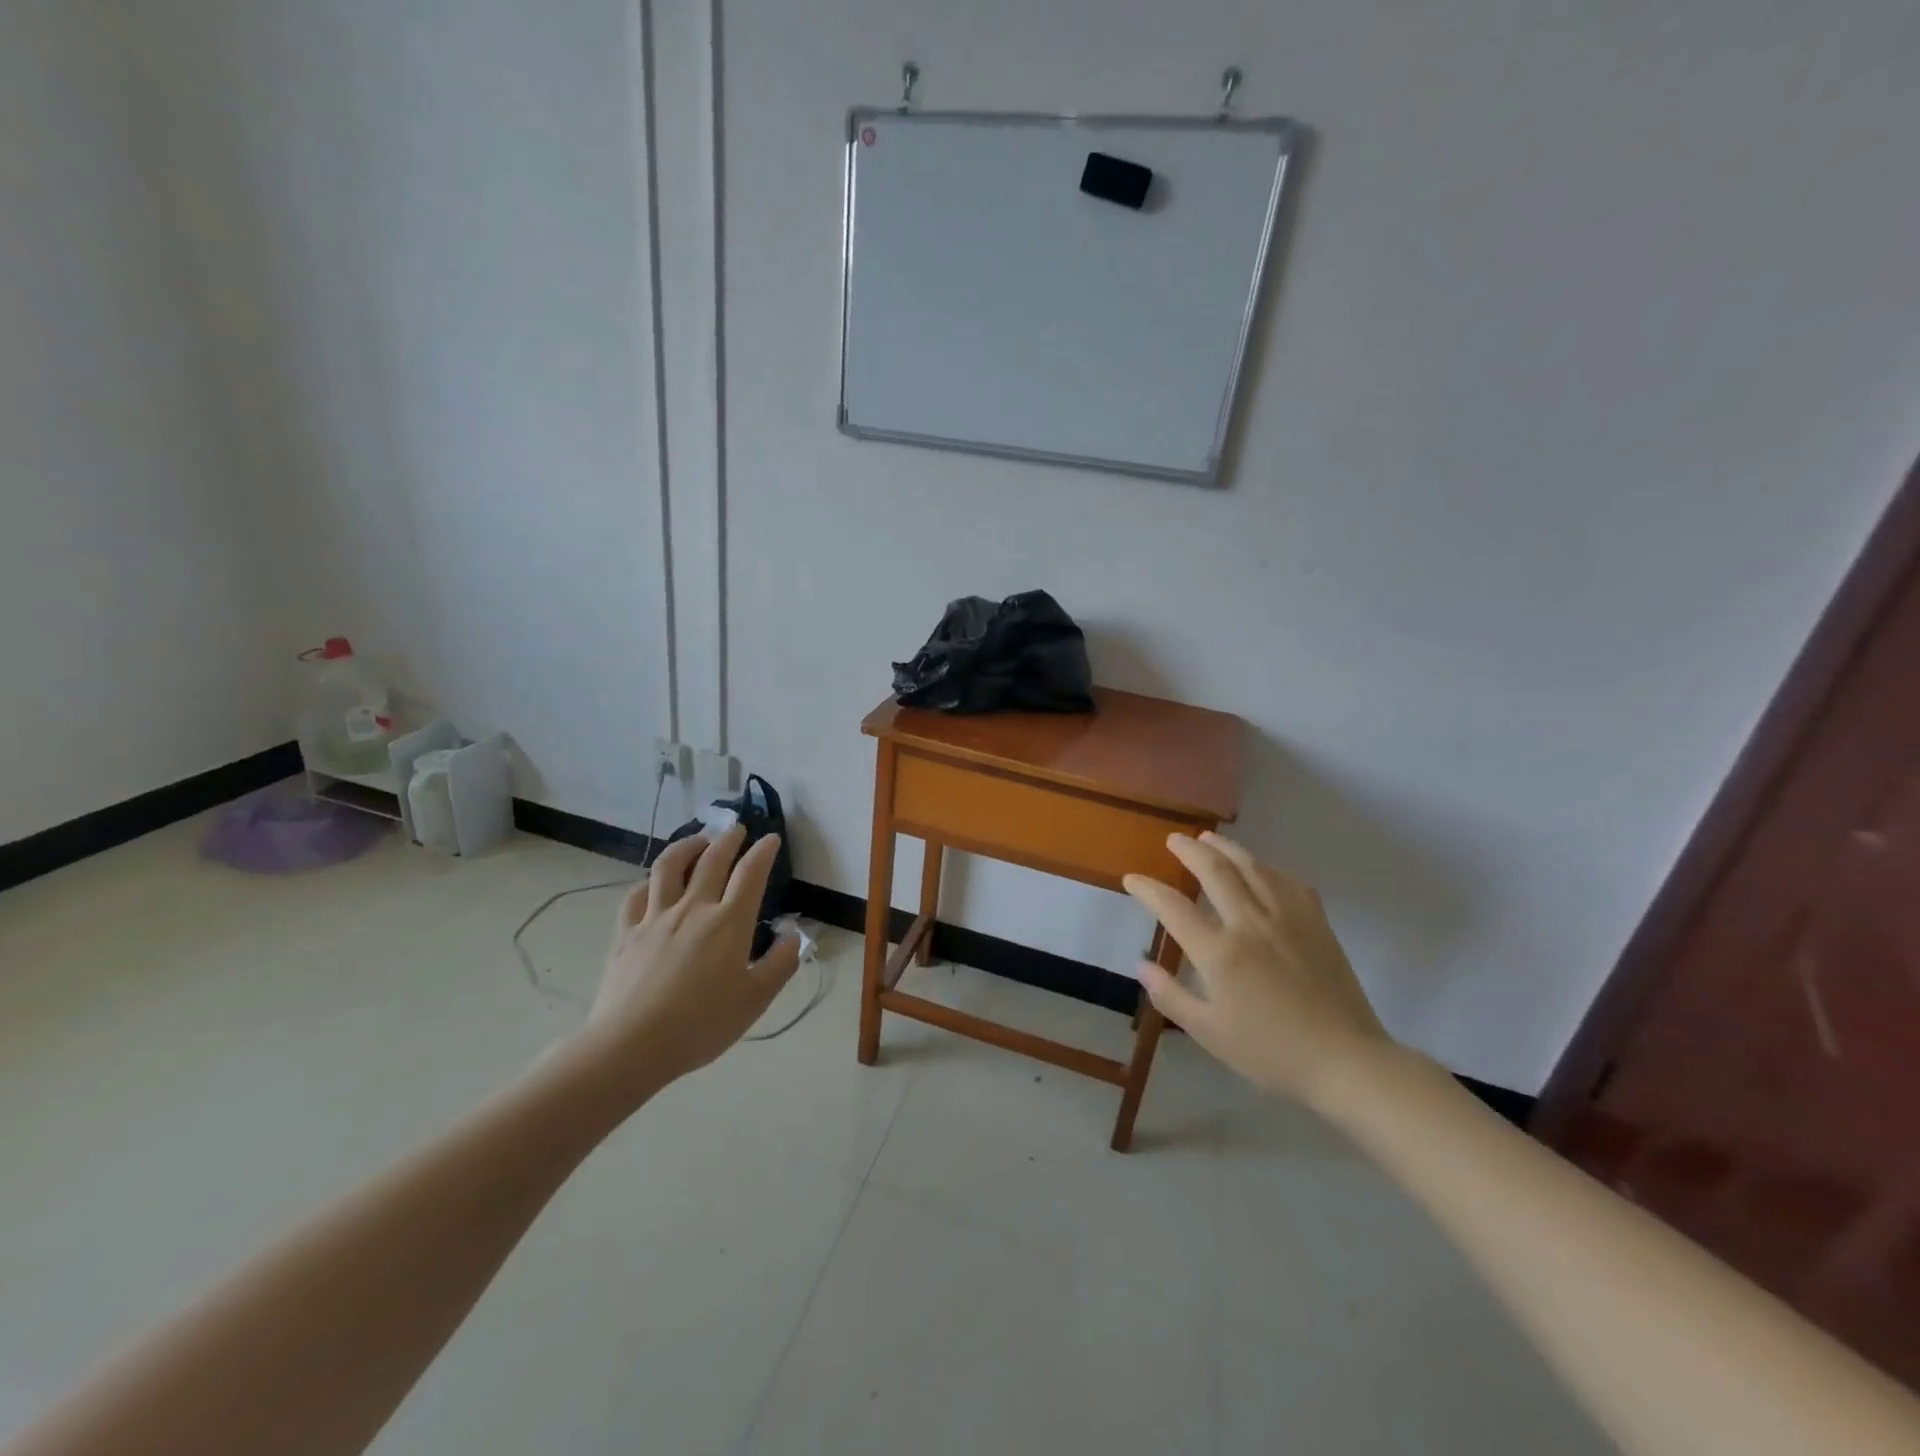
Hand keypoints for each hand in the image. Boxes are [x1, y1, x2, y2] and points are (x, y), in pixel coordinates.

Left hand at [576, 826, 801, 1105]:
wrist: (630, 1046)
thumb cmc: (700, 1025)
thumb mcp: (754, 1001)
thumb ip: (779, 965)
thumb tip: (793, 936)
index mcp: (729, 923)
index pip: (751, 873)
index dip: (764, 851)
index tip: (771, 839)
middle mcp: (693, 909)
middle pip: (712, 860)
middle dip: (728, 839)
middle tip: (737, 829)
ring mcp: (655, 917)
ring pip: (670, 866)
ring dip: (687, 845)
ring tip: (698, 841)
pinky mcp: (626, 932)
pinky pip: (637, 895)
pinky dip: (650, 881)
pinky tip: (654, 883)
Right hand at [1123, 832, 1394, 1106]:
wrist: (1345, 1060)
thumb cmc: (1271, 1052)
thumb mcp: (1209, 1033)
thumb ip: (1171, 996)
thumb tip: (1141, 965)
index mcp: (1220, 953)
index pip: (1173, 908)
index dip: (1148, 890)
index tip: (1132, 879)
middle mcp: (1251, 924)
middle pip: (1215, 872)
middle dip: (1189, 851)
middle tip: (1174, 839)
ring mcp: (1287, 918)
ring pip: (1252, 867)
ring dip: (1226, 848)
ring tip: (1209, 838)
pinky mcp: (1316, 922)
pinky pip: (1288, 881)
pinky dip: (1267, 867)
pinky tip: (1261, 868)